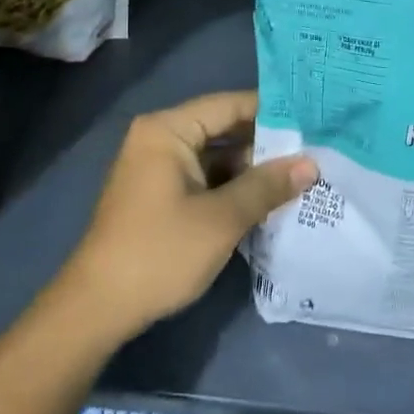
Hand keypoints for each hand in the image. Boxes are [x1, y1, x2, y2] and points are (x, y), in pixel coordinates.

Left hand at [62, 91, 316, 341]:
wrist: (98, 308)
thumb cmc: (160, 252)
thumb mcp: (222, 219)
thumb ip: (267, 186)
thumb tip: (311, 164)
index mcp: (168, 130)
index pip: (229, 105)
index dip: (272, 111)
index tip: (314, 118)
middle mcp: (160, 139)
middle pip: (223, 130)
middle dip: (266, 145)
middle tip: (315, 150)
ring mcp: (157, 168)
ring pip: (216, 158)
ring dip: (252, 171)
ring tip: (302, 176)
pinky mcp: (159, 196)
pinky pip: (204, 179)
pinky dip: (232, 188)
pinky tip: (268, 201)